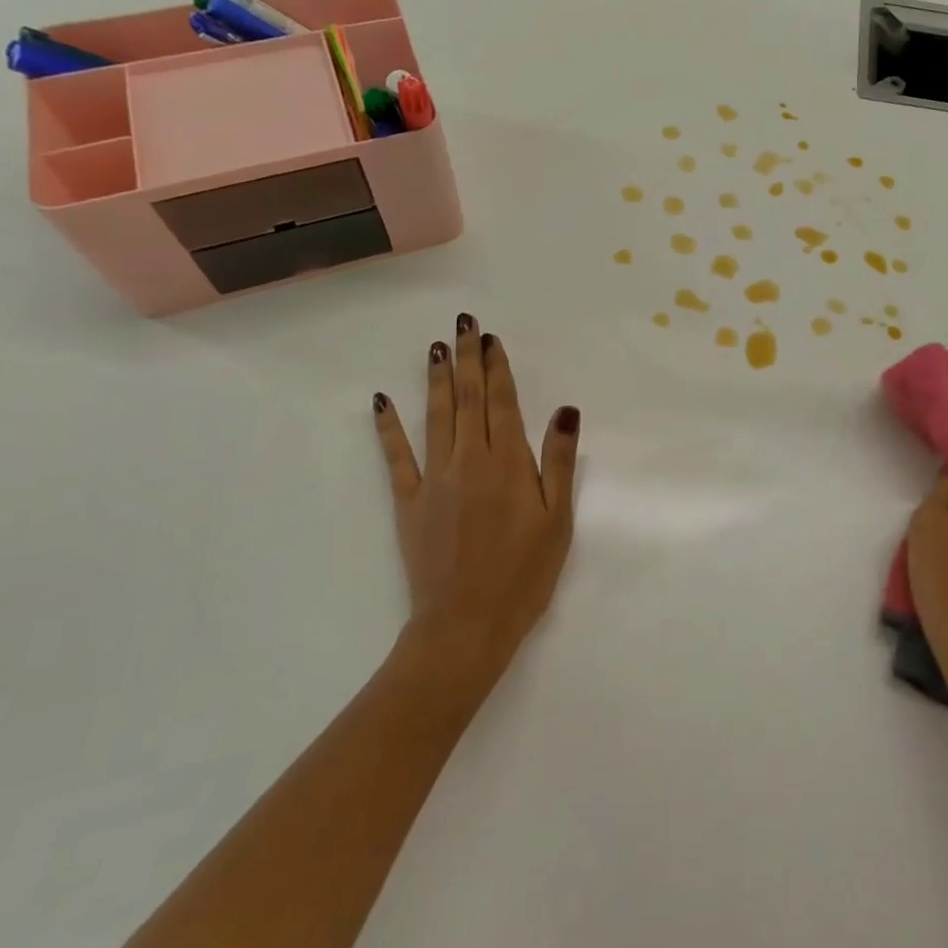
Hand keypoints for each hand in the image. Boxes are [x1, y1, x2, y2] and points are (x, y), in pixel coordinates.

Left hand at [372, 314, 580, 687]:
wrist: (466, 624)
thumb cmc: (524, 574)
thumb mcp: (558, 520)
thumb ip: (558, 461)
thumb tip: (565, 409)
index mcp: (507, 464)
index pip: (502, 402)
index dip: (497, 368)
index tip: (492, 338)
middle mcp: (469, 460)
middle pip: (467, 399)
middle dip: (467, 359)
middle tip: (464, 324)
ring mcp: (434, 479)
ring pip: (435, 417)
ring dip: (436, 379)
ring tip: (436, 347)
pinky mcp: (409, 502)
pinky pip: (397, 456)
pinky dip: (389, 426)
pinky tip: (382, 400)